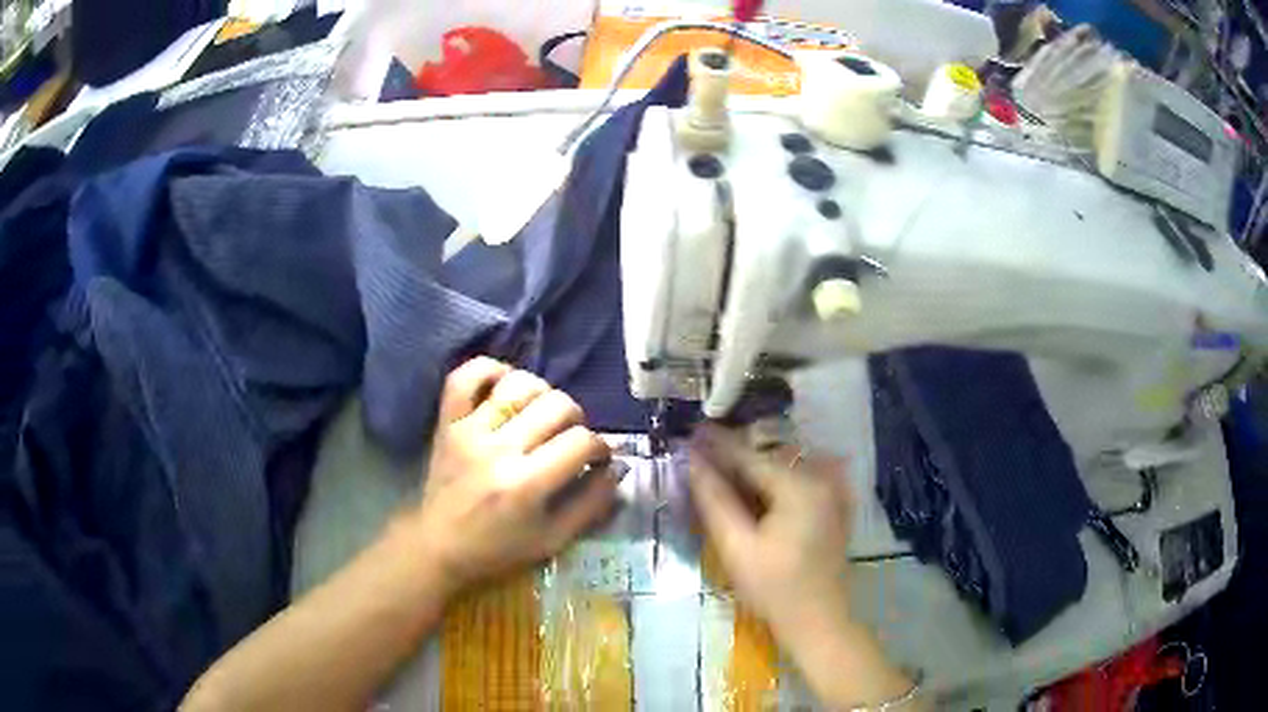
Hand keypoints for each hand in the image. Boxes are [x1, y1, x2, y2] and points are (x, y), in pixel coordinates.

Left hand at [408, 357, 616, 596]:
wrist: (438, 546)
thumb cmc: (498, 550)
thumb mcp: (553, 540)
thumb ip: (592, 504)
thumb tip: (618, 467)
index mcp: (526, 485)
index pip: (581, 442)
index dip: (601, 448)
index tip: (598, 459)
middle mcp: (498, 450)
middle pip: (557, 405)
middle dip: (577, 419)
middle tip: (571, 439)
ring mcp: (469, 431)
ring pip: (518, 384)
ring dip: (541, 393)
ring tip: (541, 414)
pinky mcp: (447, 422)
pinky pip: (465, 376)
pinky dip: (490, 370)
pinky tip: (506, 386)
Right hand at [690, 424, 918, 708]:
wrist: (817, 620)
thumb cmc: (773, 588)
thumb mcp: (736, 547)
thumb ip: (714, 500)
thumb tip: (693, 462)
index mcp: (800, 486)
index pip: (750, 457)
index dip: (717, 445)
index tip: (691, 432)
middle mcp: (822, 479)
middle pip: (769, 457)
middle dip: (736, 455)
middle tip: (702, 455)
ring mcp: (833, 491)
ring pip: (785, 466)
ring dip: (755, 466)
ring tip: (723, 470)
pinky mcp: (835, 505)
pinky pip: (802, 478)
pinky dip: (776, 478)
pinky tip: (757, 488)